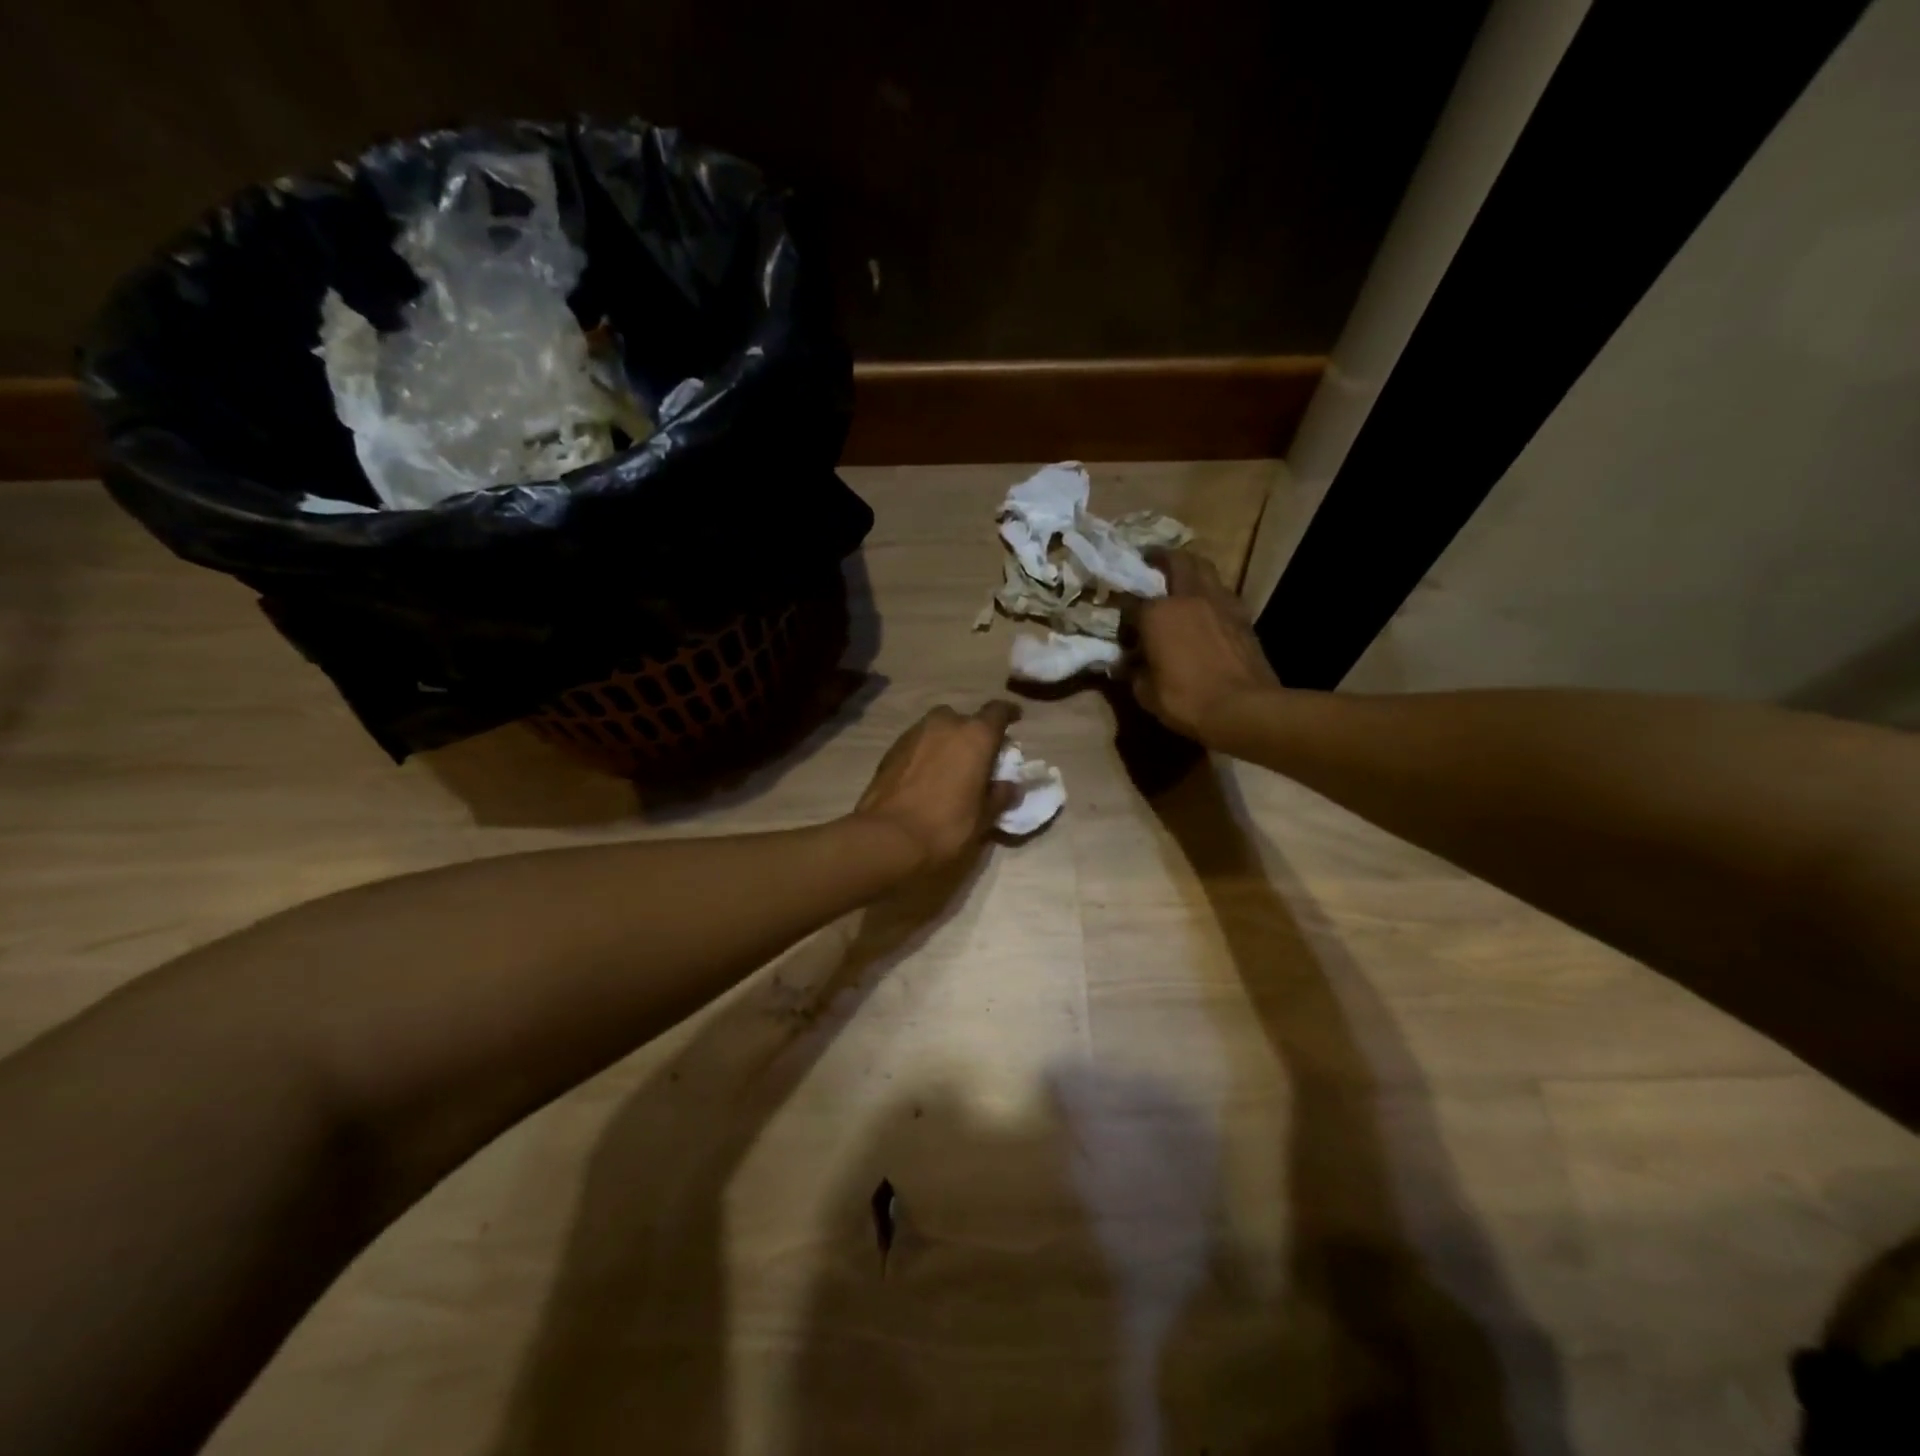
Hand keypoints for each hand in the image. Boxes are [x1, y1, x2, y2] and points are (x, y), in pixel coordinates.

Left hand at [853, 701, 1019, 871]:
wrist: (888, 838)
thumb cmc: (947, 827)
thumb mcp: (983, 818)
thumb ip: (1000, 796)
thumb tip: (1010, 786)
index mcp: (975, 736)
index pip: (997, 711)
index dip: (1008, 713)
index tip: (1014, 718)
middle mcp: (945, 724)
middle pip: (964, 719)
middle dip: (971, 733)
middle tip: (976, 756)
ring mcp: (914, 734)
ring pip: (937, 728)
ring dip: (946, 741)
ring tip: (949, 766)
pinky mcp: (891, 749)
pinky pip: (917, 743)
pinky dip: (925, 752)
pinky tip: (925, 776)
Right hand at [1128, 550, 1282, 744]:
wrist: (1244, 708)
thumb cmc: (1186, 700)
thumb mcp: (1146, 693)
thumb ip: (1134, 671)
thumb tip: (1129, 664)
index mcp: (1157, 613)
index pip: (1132, 601)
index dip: (1122, 608)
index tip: (1118, 616)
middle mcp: (1188, 597)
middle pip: (1176, 562)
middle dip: (1161, 557)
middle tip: (1151, 558)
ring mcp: (1220, 603)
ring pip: (1204, 568)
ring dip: (1191, 566)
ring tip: (1181, 574)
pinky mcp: (1243, 615)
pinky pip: (1222, 591)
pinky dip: (1211, 590)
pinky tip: (1206, 603)